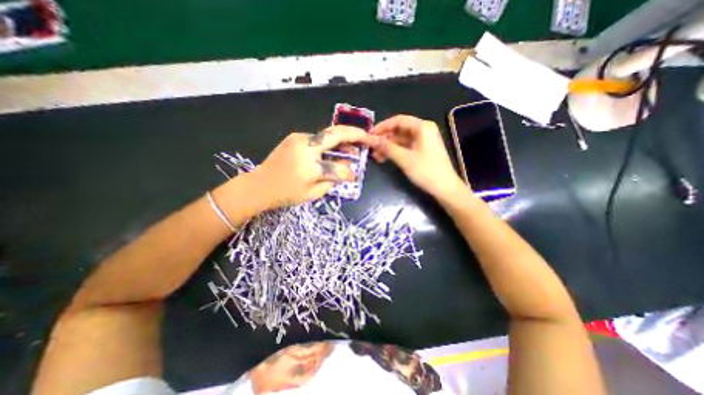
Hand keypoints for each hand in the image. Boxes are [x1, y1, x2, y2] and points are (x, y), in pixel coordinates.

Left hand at [249, 127, 369, 209]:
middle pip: (335, 134)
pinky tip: (333, 151)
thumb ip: (331, 181)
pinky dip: (329, 144)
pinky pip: (317, 139)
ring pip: (327, 135)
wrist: (259, 185)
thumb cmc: (285, 193)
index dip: (348, 172)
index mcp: (310, 165)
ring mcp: (299, 139)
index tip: (354, 176)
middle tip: (367, 137)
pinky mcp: (295, 138)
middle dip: (354, 134)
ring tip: (353, 148)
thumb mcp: (312, 193)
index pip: (337, 167)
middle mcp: (306, 146)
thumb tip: (345, 173)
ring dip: (342, 140)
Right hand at [369, 115, 465, 198]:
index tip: (369, 135)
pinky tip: (385, 159)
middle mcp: (423, 130)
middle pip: (399, 130)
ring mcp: (423, 141)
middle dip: (384, 139)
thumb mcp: (404, 158)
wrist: (445, 188)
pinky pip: (406, 147)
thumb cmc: (426, 171)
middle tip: (371, 148)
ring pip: (401, 140)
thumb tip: (370, 139)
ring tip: (376, 157)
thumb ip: (386, 147)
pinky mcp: (422, 150)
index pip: (398, 120)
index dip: (382, 127)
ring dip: (388, 147)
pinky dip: (395, 152)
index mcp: (422, 127)